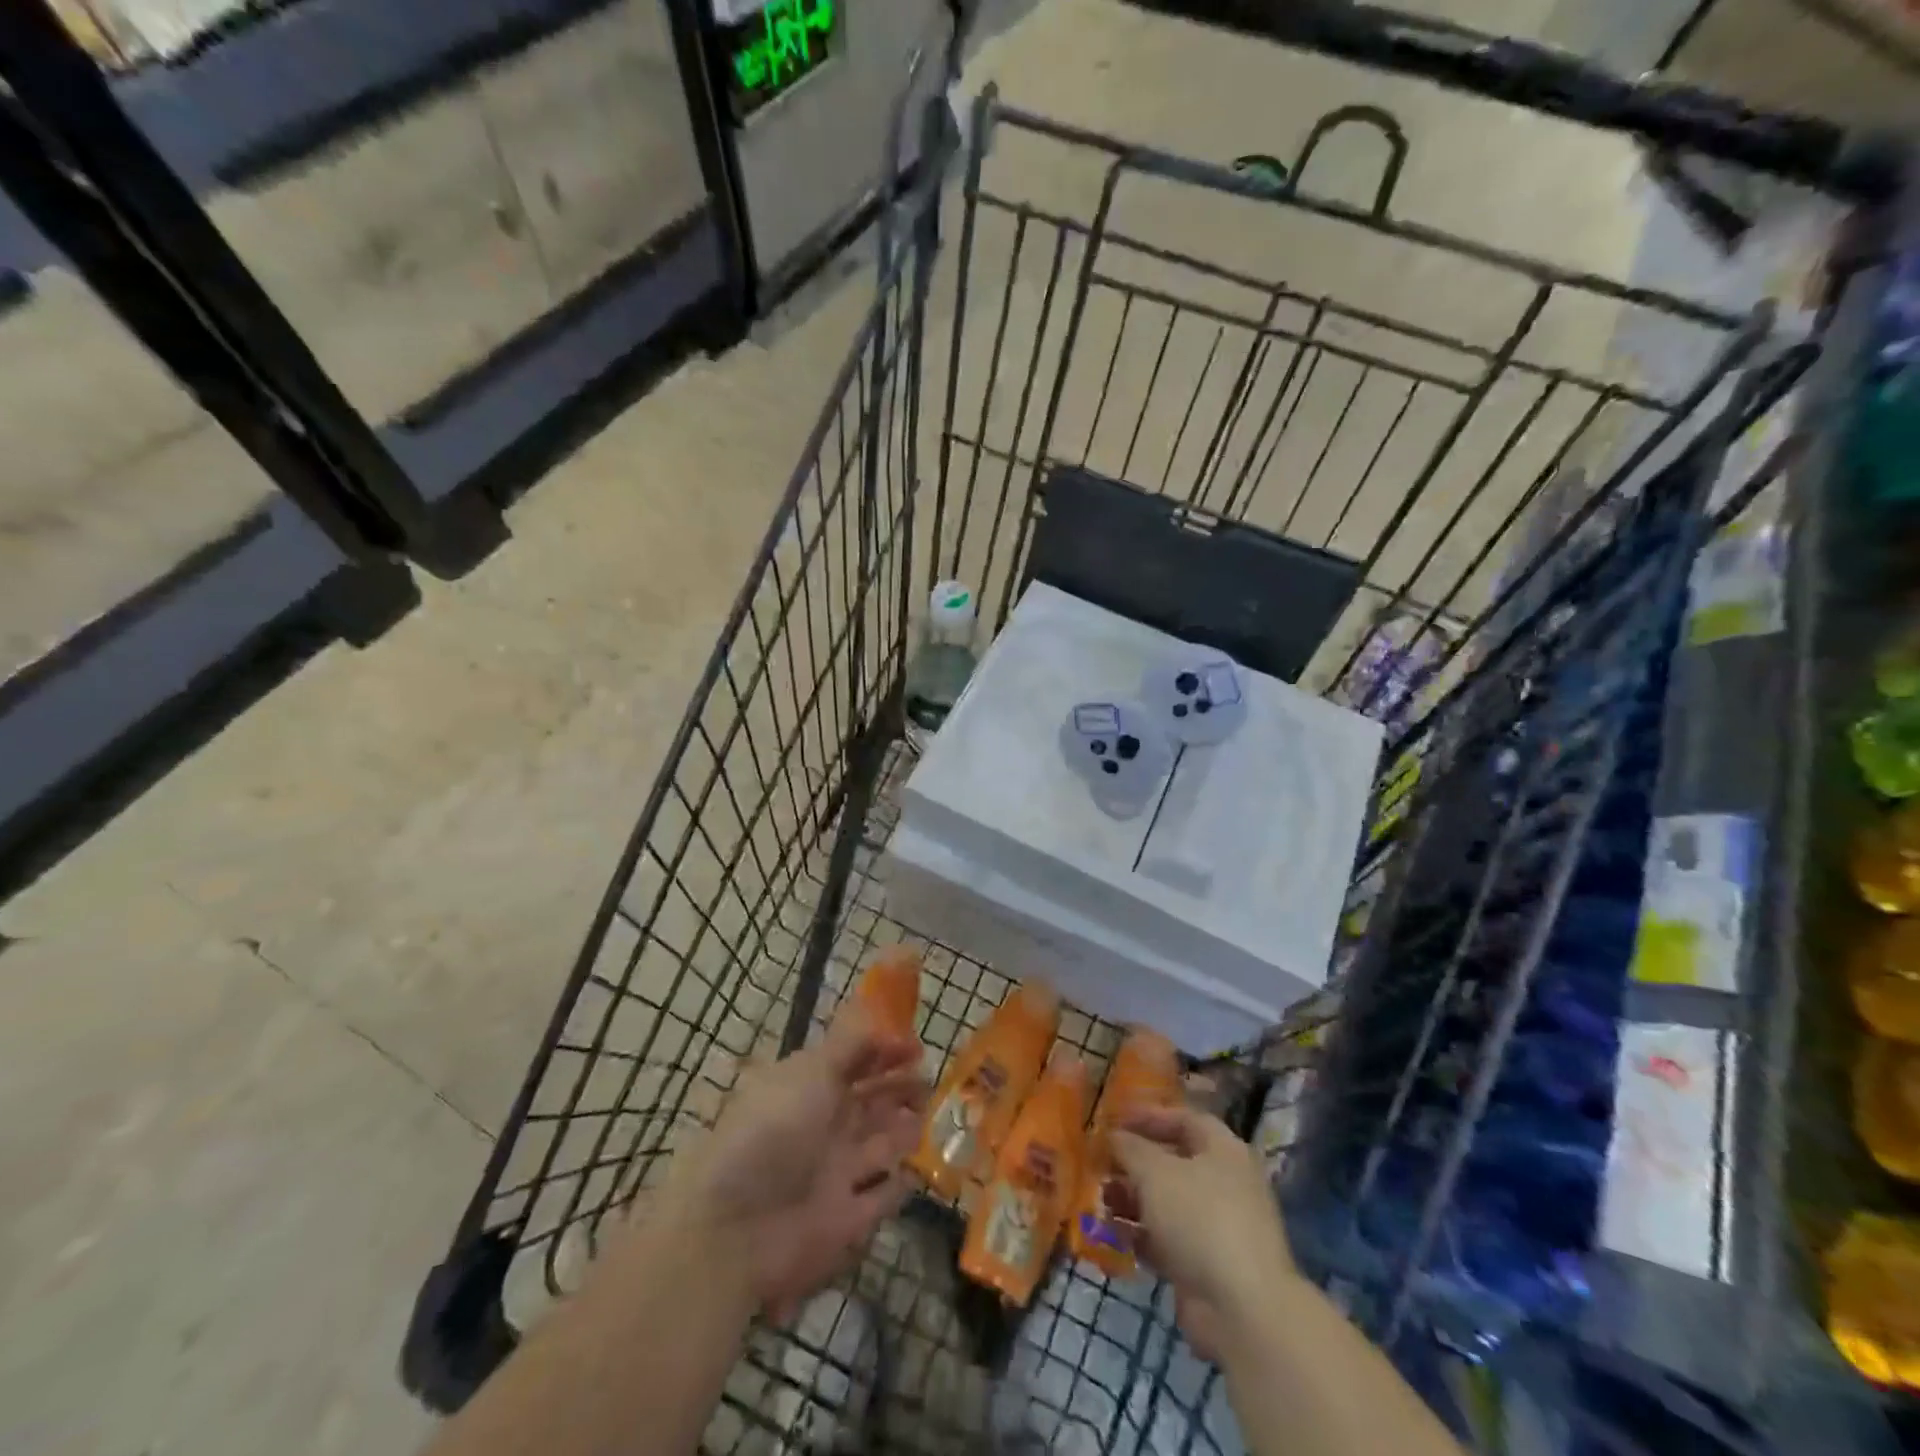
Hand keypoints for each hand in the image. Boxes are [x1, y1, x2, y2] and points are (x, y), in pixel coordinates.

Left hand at [658, 1003, 926, 1323]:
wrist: (735, 1226)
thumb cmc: (775, 1131)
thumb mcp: (812, 1071)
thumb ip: (853, 1045)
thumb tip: (887, 1026)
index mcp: (812, 1086)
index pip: (855, 1061)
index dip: (885, 1051)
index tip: (917, 1047)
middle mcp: (825, 1125)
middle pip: (870, 1102)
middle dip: (901, 1089)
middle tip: (931, 1082)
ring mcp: (835, 1173)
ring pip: (880, 1145)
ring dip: (905, 1130)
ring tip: (931, 1116)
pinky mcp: (845, 1221)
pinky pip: (880, 1199)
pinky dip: (898, 1186)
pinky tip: (917, 1171)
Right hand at [1113, 1105, 1296, 1362]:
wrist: (1242, 1309)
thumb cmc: (1200, 1219)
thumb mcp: (1155, 1171)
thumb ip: (1130, 1148)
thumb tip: (1114, 1136)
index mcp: (1223, 1151)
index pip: (1184, 1120)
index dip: (1149, 1116)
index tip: (1115, 1121)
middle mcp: (1224, 1184)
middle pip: (1173, 1163)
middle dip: (1135, 1163)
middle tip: (1101, 1164)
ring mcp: (1217, 1228)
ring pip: (1167, 1203)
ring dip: (1133, 1200)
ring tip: (1101, 1200)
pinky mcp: (1206, 1266)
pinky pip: (1167, 1240)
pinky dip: (1142, 1236)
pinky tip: (1114, 1236)